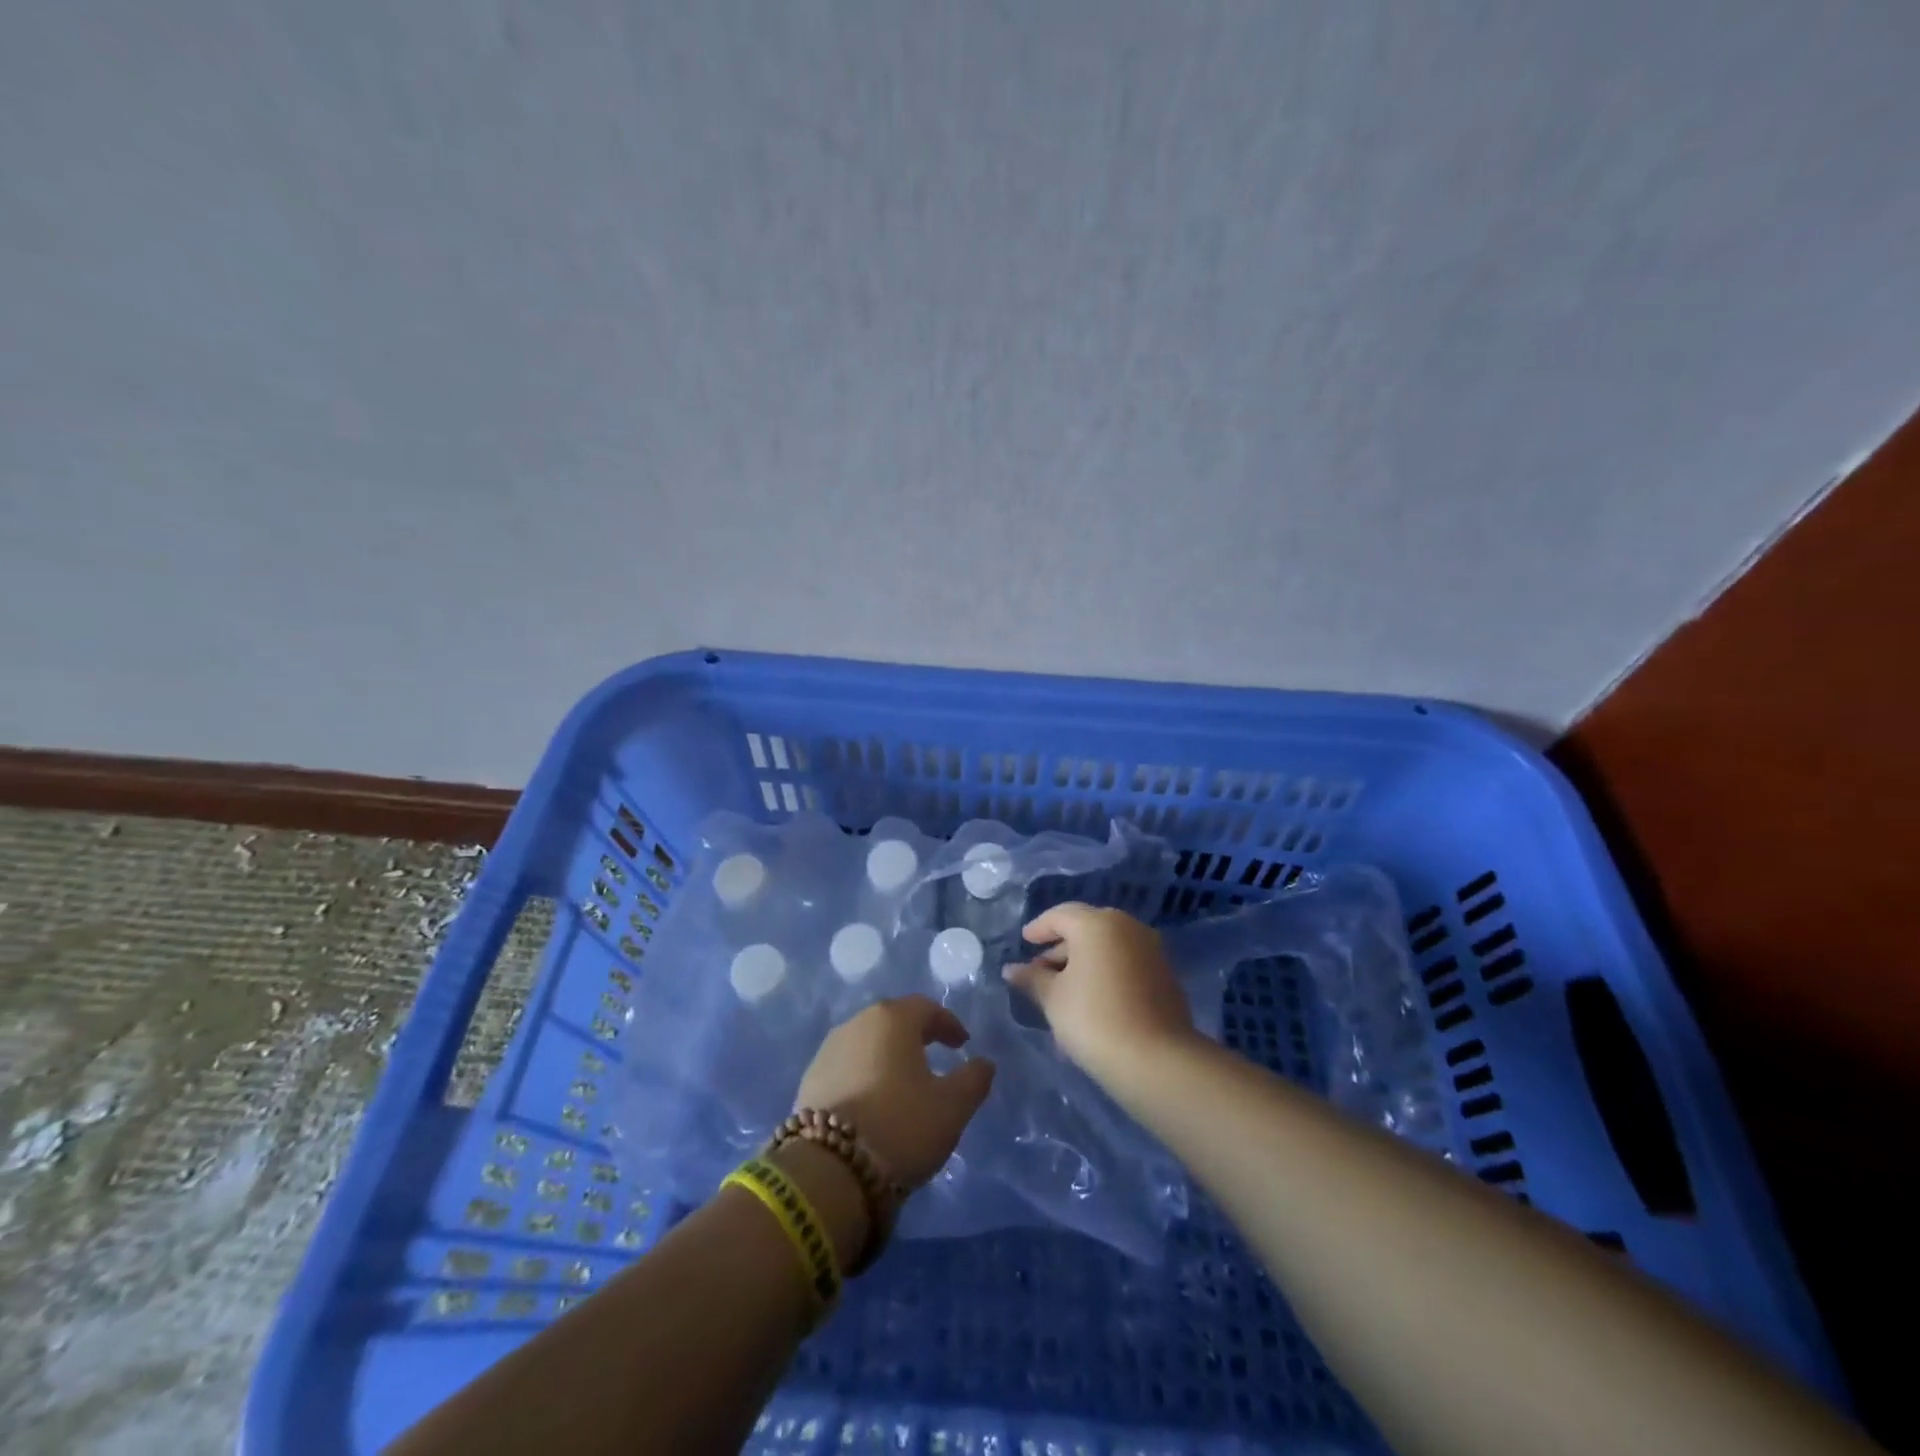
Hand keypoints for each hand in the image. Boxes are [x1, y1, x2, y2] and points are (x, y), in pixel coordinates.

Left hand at [795, 996, 996, 1188]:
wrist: (830, 1169)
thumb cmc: (901, 1125)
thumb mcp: (952, 1107)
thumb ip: (974, 1079)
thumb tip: (984, 1063)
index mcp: (892, 1019)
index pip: (926, 1008)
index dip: (948, 1024)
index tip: (962, 1045)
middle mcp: (857, 1023)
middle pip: (893, 1021)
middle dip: (916, 1035)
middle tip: (934, 1056)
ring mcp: (828, 1050)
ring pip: (867, 1043)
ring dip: (887, 1055)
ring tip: (903, 1081)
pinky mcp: (809, 1080)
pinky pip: (847, 1067)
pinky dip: (864, 1075)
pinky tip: (873, 1101)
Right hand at [1004, 903, 1196, 1077]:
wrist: (1155, 1060)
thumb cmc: (1093, 1019)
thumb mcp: (1053, 998)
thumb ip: (1032, 978)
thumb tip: (1011, 969)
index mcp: (1097, 923)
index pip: (1060, 915)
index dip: (1038, 928)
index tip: (1024, 942)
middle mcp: (1127, 927)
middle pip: (1086, 928)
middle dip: (1061, 947)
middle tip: (1041, 970)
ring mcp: (1151, 950)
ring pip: (1108, 948)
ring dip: (1084, 963)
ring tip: (1063, 993)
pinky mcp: (1165, 975)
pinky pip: (1125, 964)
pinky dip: (1105, 974)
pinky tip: (1091, 1002)